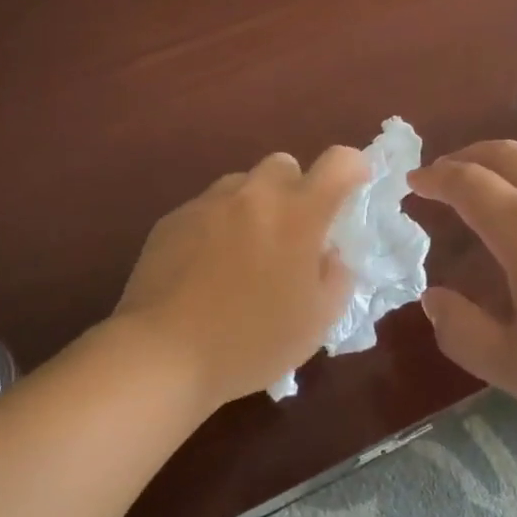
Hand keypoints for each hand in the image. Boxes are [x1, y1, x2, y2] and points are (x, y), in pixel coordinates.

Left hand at [112, 148, 371, 408]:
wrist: (164, 353)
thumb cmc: (252, 341)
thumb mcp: (317, 321)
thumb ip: (336, 276)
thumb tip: (328, 253)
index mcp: (298, 215)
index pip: (339, 162)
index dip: (353, 168)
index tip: (353, 188)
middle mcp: (255, 195)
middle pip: (284, 165)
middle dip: (295, 190)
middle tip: (291, 234)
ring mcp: (209, 203)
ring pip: (242, 185)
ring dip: (253, 207)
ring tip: (243, 254)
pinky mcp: (173, 218)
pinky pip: (207, 208)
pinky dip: (217, 226)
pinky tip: (205, 269)